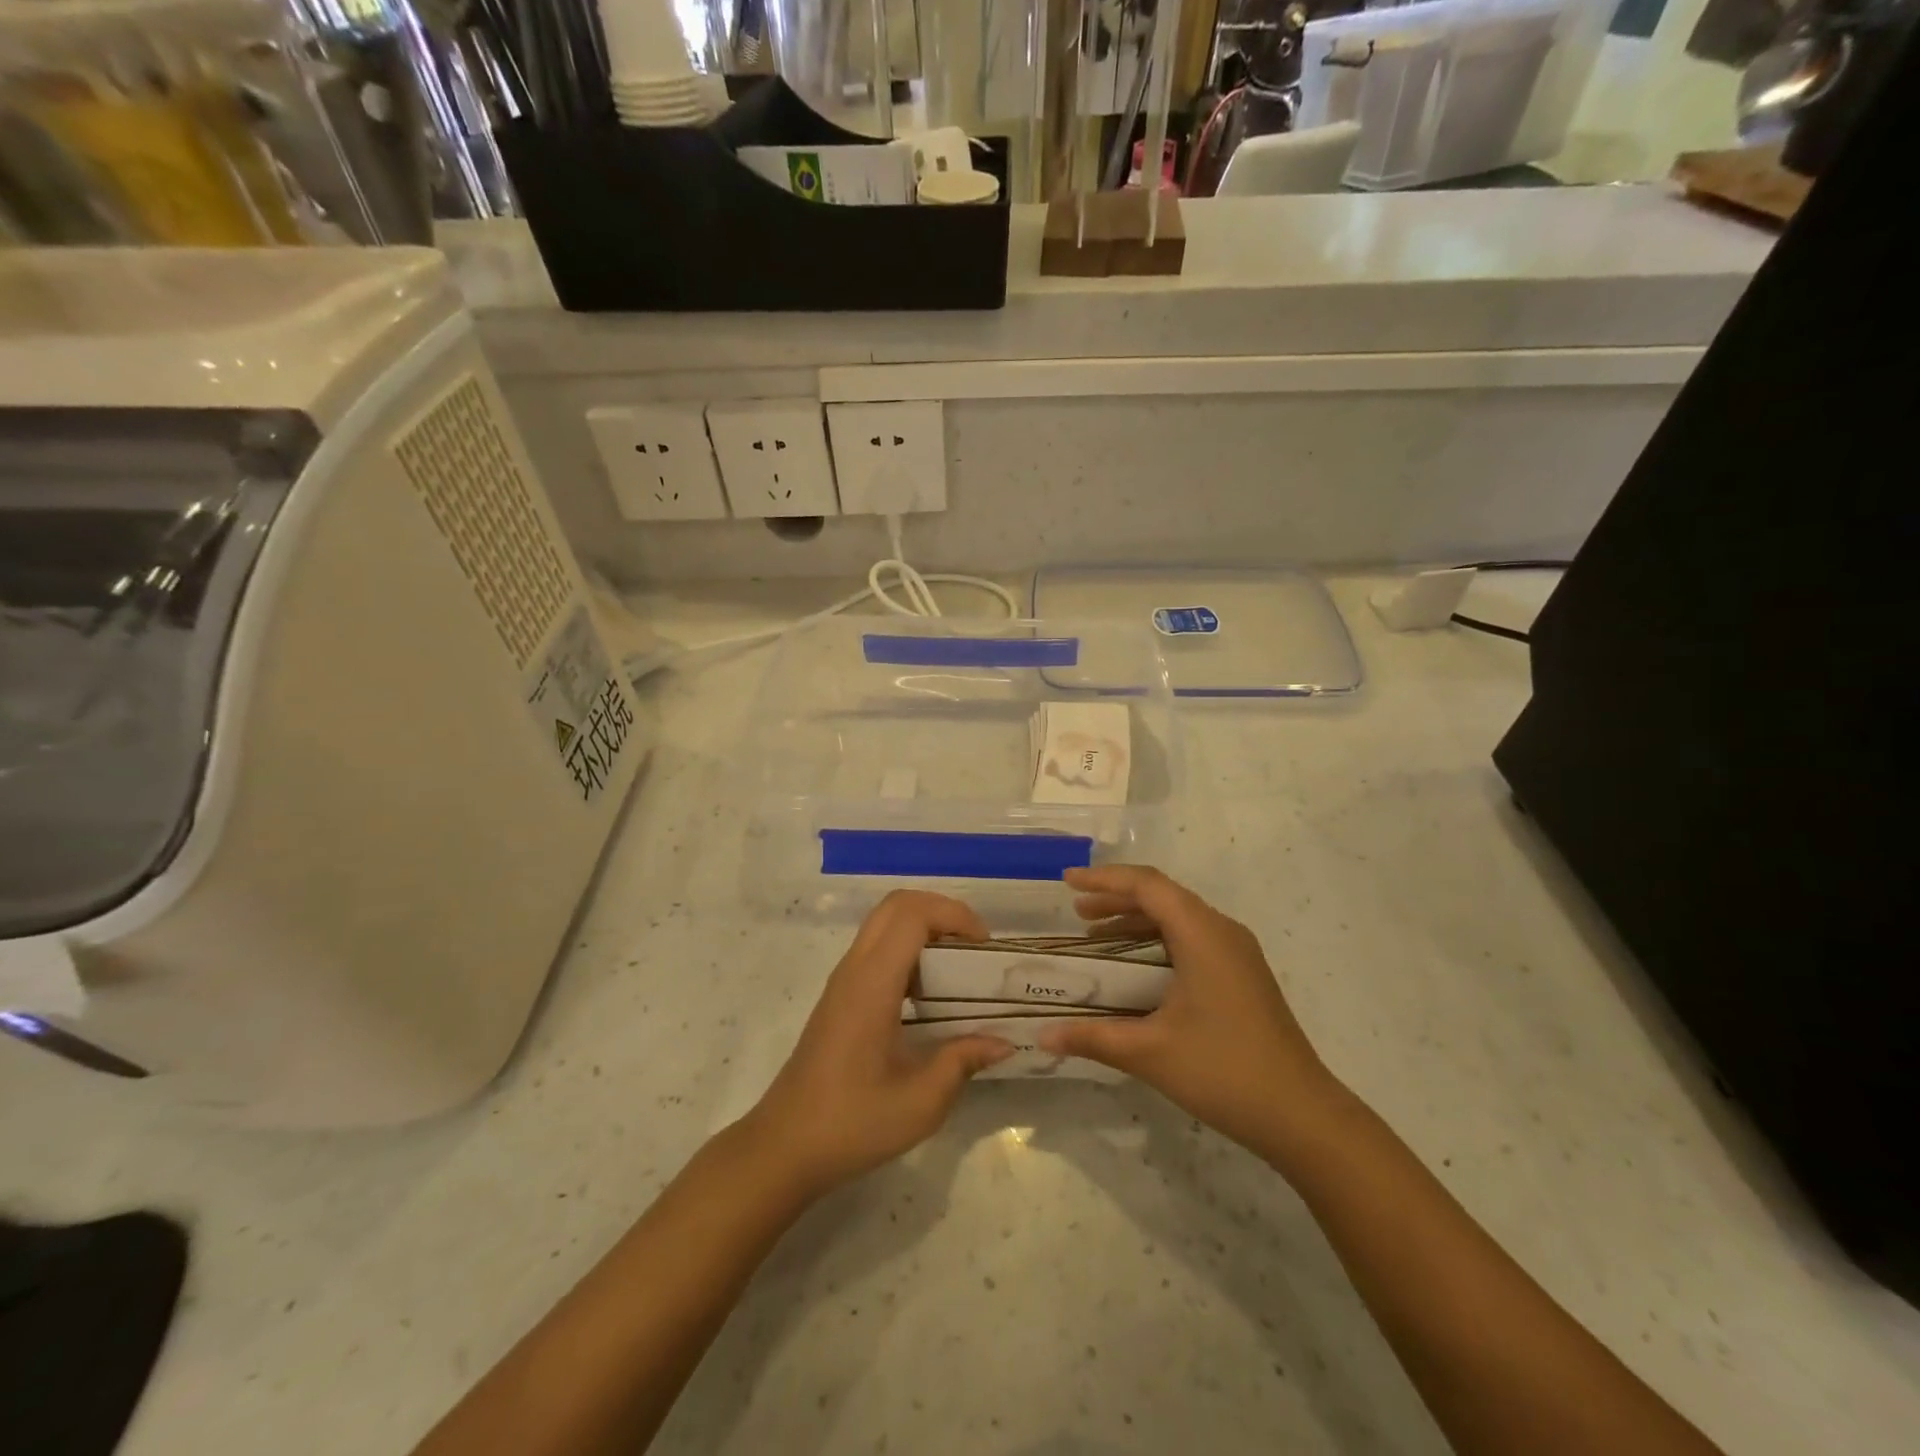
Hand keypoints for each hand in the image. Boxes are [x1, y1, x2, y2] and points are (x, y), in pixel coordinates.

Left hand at [742, 891, 1013, 1200]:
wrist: (784, 1146)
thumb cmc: (852, 1123)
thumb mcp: (921, 1102)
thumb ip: (963, 1061)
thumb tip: (1003, 1041)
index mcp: (872, 984)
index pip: (912, 914)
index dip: (953, 914)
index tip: (985, 946)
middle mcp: (854, 969)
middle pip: (896, 905)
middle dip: (941, 912)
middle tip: (974, 947)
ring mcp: (843, 980)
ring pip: (884, 923)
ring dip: (924, 929)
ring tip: (958, 967)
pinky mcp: (839, 996)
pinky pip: (876, 948)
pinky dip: (908, 949)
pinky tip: (929, 994)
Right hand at [1039, 865, 1344, 1166]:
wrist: (1301, 1115)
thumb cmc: (1223, 1071)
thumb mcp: (1150, 1053)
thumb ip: (1092, 1037)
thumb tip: (1042, 1036)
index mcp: (1202, 934)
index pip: (1147, 885)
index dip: (1104, 879)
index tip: (1066, 882)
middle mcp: (1222, 931)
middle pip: (1163, 895)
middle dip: (1116, 897)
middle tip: (1076, 911)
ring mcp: (1237, 953)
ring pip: (1179, 916)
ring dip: (1136, 919)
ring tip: (1096, 934)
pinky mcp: (1242, 975)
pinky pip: (1192, 938)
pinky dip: (1157, 939)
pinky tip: (1137, 967)